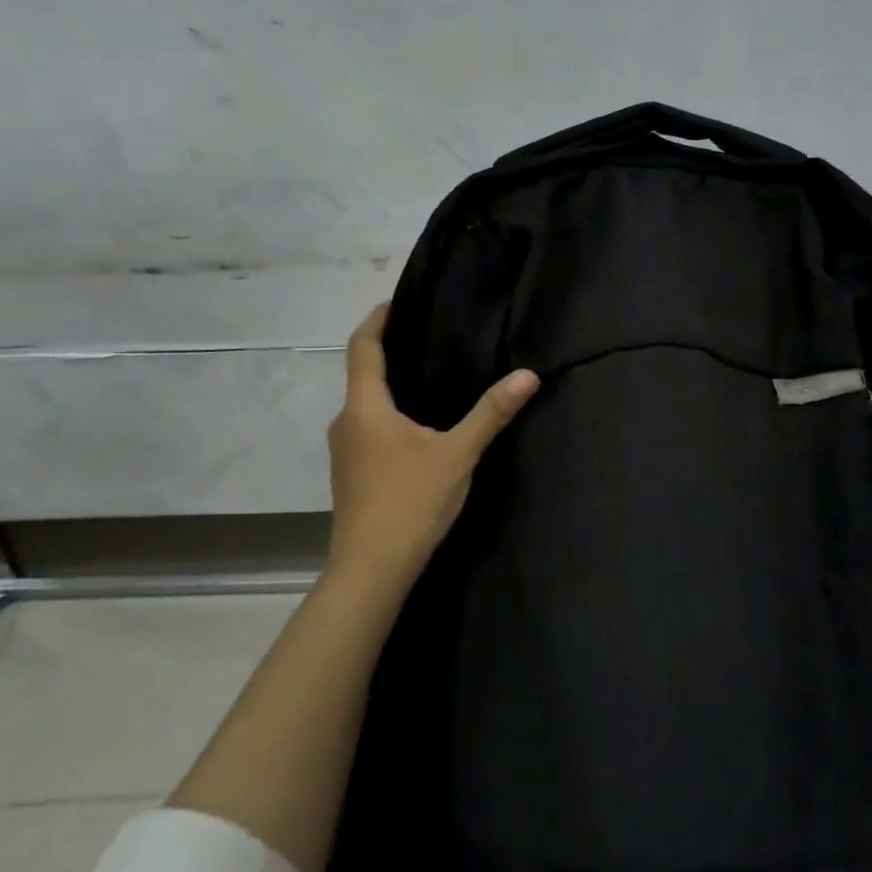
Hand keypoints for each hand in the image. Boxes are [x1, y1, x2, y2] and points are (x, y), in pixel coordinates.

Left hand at [326, 304, 538, 589]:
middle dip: (388, 351)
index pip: (362, 347)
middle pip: (361, 374)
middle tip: (425, 336)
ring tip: (425, 376)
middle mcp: (346, 422)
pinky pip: (367, 427)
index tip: (395, 302)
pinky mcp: (351, 474)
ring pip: (364, 404)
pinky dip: (386, 413)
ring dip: (388, 385)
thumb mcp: (458, 454)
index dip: (377, 320)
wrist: (371, 569)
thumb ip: (491, 413)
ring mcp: (344, 451)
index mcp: (365, 408)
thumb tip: (528, 375)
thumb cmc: (410, 501)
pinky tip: (415, 426)